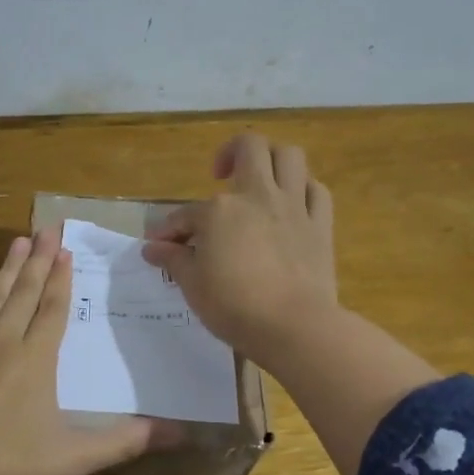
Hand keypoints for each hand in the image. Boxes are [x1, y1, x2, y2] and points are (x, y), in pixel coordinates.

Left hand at [0, 225, 163, 474]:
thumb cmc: (11, 464)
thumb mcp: (76, 457)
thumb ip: (126, 441)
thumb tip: (180, 433)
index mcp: (37, 360)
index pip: (54, 309)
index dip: (62, 279)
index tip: (66, 249)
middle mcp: (3, 344)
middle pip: (24, 295)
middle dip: (38, 261)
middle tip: (45, 228)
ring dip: (4, 272)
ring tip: (15, 243)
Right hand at [141, 133, 338, 369]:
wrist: (294, 326)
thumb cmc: (234, 306)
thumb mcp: (192, 285)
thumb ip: (173, 259)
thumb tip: (153, 248)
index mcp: (220, 210)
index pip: (186, 214)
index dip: (170, 230)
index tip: (160, 246)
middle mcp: (258, 195)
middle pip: (250, 148)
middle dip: (231, 153)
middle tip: (221, 174)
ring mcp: (294, 207)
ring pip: (290, 156)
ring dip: (273, 159)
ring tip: (260, 178)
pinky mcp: (320, 225)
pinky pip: (317, 191)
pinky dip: (303, 190)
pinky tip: (292, 203)